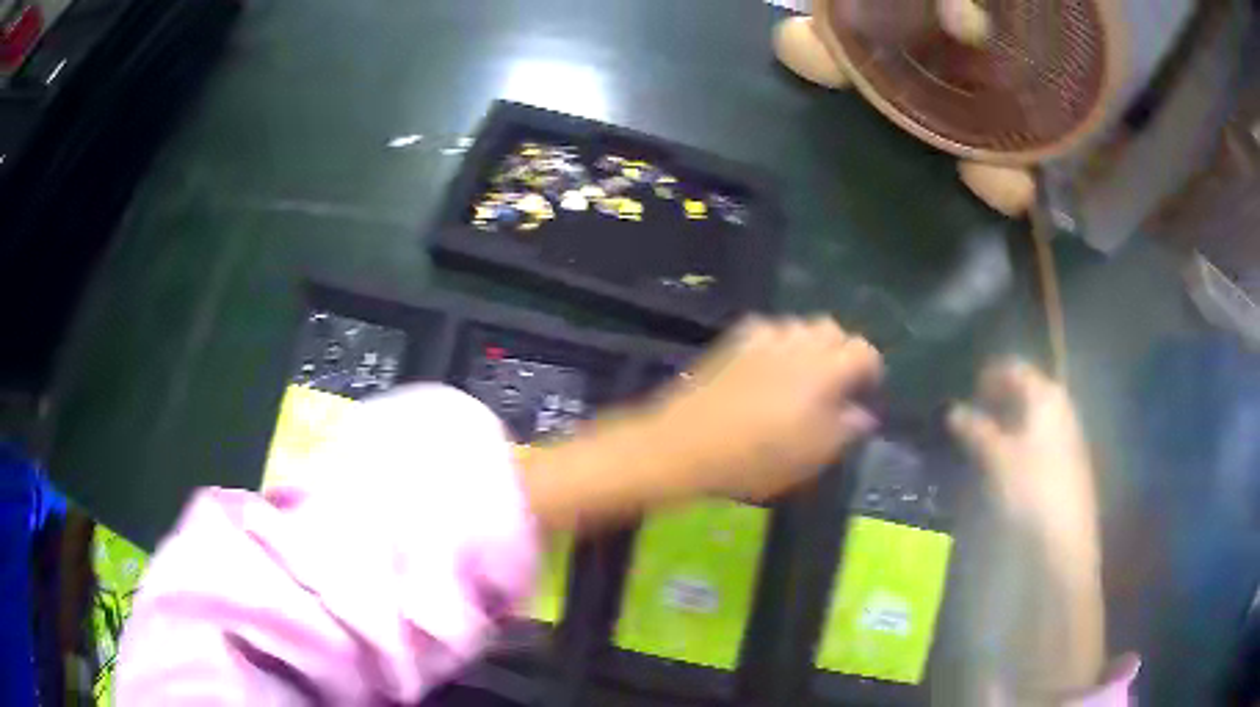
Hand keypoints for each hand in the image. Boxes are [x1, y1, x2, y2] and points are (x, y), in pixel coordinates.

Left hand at [520, 317, 880, 531]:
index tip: (864, 396)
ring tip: (803, 379)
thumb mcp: (813, 455)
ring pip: (802, 326)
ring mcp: (765, 336)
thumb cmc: (757, 458)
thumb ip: (846, 429)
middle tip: (835, 388)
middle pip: (835, 331)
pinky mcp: (735, 340)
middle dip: (842, 354)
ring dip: (811, 347)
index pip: (865, 352)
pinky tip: (770, 368)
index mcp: (827, 368)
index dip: (870, 372)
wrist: (687, 444)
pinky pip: (770, 330)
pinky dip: (780, 343)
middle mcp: (800, 342)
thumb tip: (863, 414)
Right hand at [948, 361, 1098, 561]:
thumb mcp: (997, 458)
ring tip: (987, 439)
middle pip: (1028, 388)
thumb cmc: (1031, 487)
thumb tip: (953, 409)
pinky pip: (1043, 433)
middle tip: (975, 414)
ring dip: (1011, 419)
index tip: (968, 390)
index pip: (1015, 368)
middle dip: (1000, 397)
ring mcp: (1069, 430)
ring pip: (1036, 412)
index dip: (989, 375)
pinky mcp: (1070, 456)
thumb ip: (976, 429)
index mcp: (1044, 395)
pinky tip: (1011, 459)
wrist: (1066, 534)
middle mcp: (1061, 404)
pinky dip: (1024, 436)